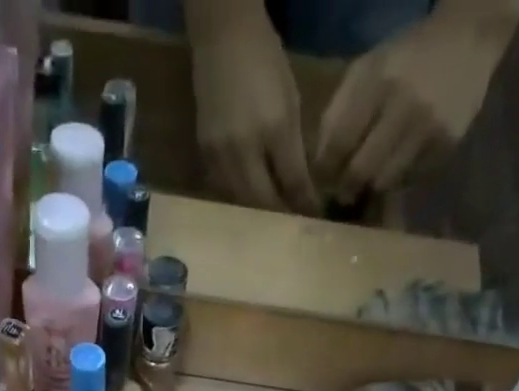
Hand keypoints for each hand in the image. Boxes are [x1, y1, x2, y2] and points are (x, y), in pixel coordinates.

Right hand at [189, 7, 319, 213]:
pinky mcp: (204, 155)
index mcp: (272, 130)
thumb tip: (303, 190)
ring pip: (241, 201)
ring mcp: (219, 155)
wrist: (222, 35)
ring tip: (271, 220)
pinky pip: (224, 189)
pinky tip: (248, 200)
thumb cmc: (264, 61)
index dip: (304, 204)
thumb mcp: (290, 102)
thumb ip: (294, 150)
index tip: (314, 218)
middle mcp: (242, 150)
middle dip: (279, 216)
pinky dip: (239, 198)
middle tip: (292, 226)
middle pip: (262, 202)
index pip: (292, 182)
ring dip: (257, 213)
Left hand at [314, 6, 515, 204]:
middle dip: (345, 187)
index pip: (339, 143)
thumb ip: (338, 112)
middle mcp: (405, 106)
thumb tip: (319, 163)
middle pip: (360, 171)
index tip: (321, 180)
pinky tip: (398, 162)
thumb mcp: (367, 69)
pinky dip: (397, 178)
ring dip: (371, 185)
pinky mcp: (446, 146)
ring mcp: (429, 129)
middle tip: (342, 190)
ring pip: (384, 182)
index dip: (325, 170)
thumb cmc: (406, 57)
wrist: (469, 38)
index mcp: (380, 81)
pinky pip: (409, 179)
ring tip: (369, 177)